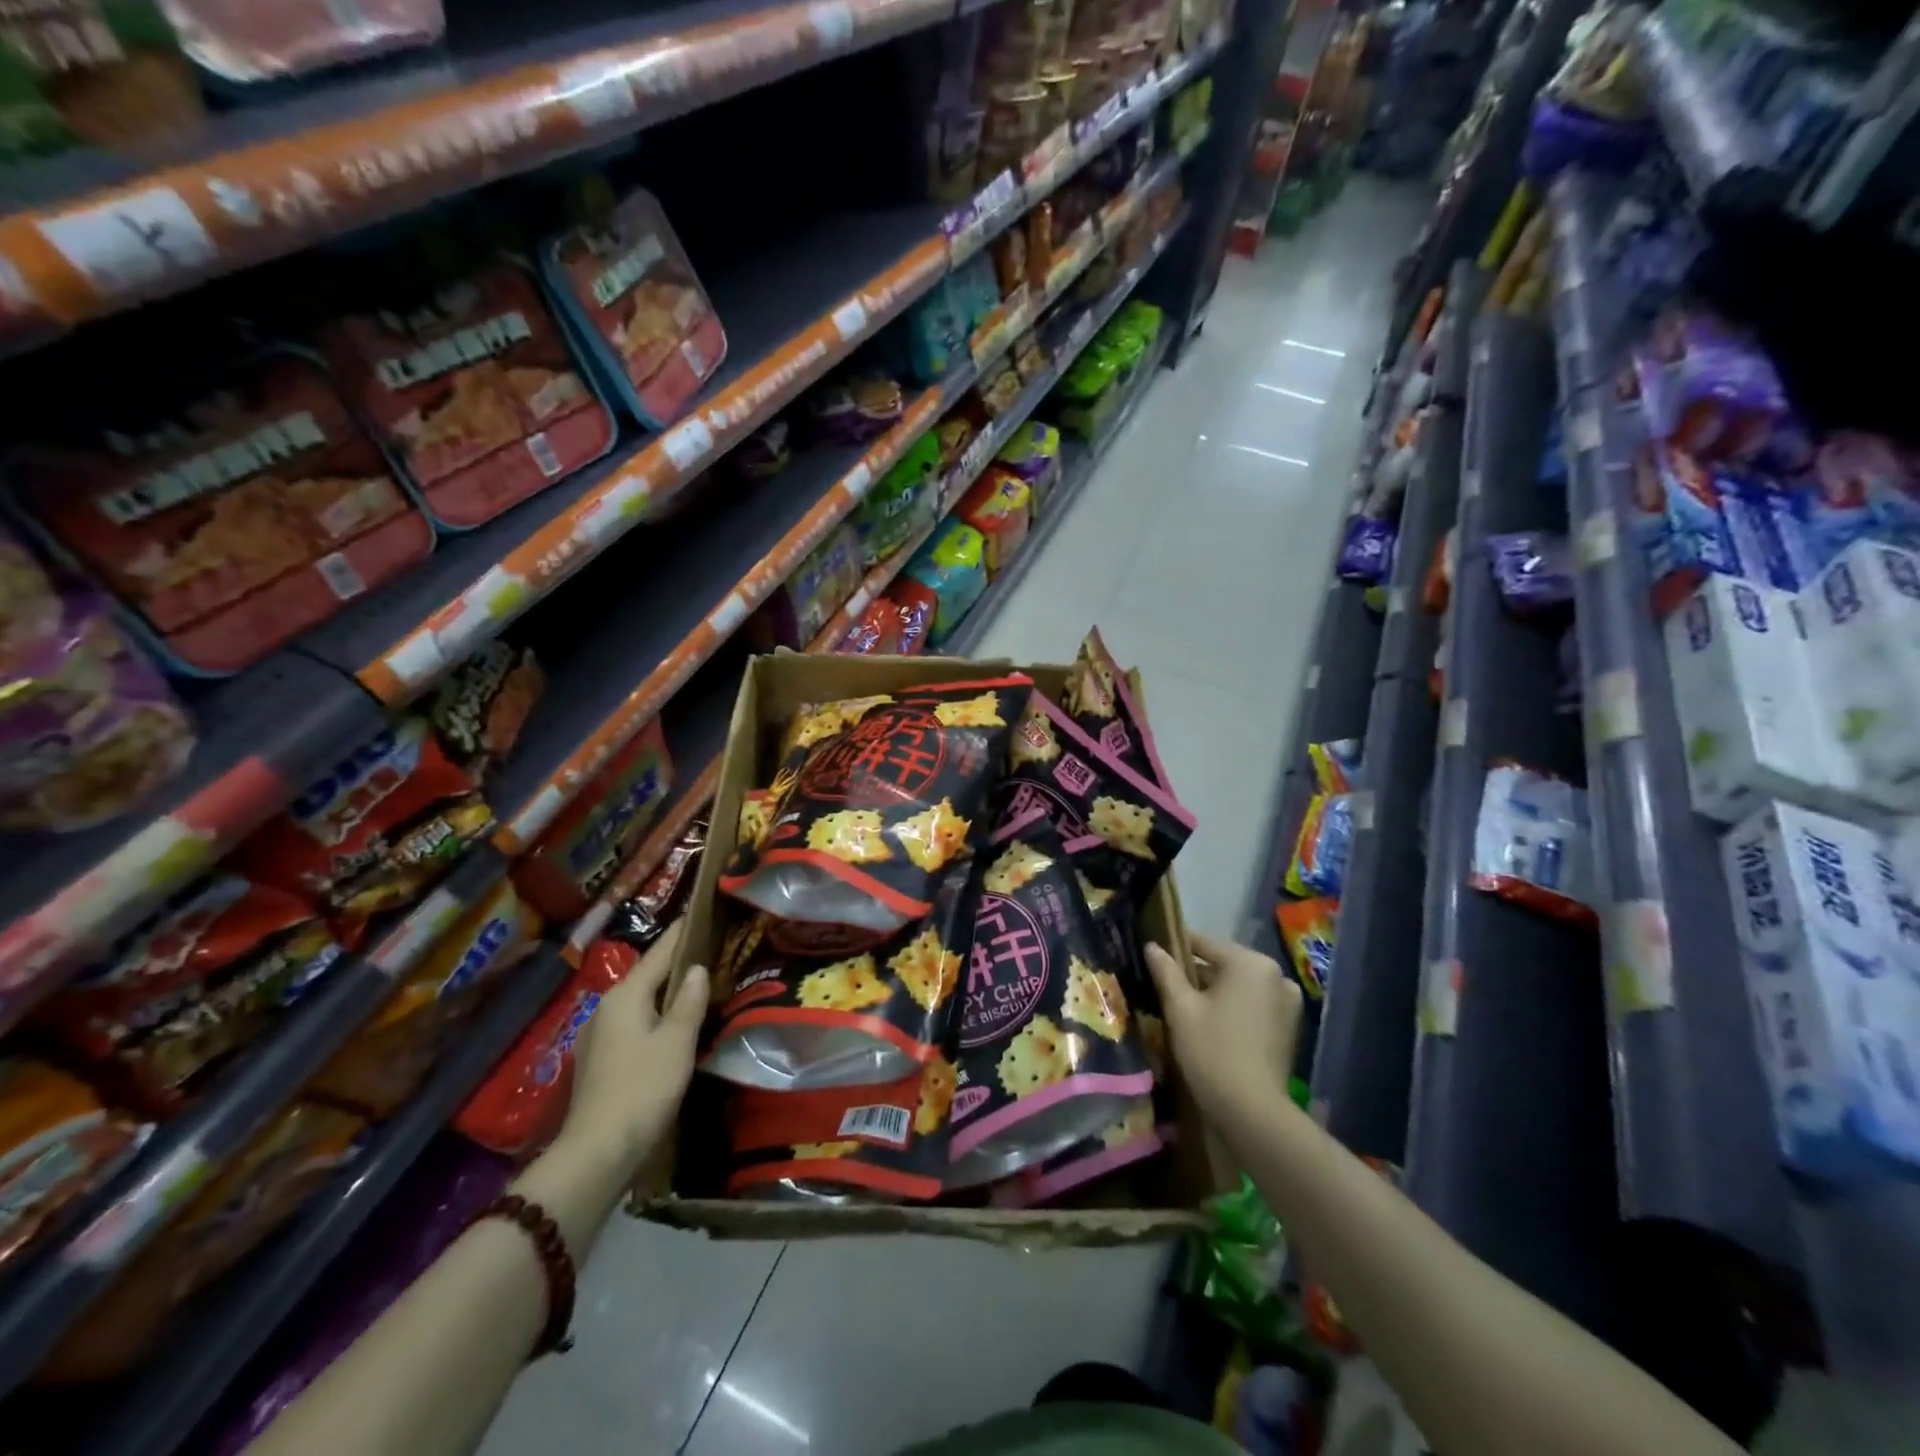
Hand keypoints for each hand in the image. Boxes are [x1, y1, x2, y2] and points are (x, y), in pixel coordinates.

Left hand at [561, 921, 709, 1169]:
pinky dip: (654, 1015)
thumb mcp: (677, 1042)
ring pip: (639, 1001)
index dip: (682, 932)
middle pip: (647, 975)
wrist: (597, 1152)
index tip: (701, 911)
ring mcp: (598, 1035)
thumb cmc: (643, 1088)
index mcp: (625, 995)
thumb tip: (697, 968)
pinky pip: (633, 1023)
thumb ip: (689, 1001)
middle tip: (711, 949)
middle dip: (676, 963)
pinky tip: (672, 1026)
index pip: (660, 952)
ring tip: (697, 985)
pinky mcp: (599, 1060)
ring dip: (665, 992)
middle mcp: (606, 1007)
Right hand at [1145, 932, 1299, 1128]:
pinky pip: (1254, 1005)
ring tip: (1186, 1008)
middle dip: (1196, 974)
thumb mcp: (1180, 1008)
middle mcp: (1275, 974)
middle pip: (1224, 965)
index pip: (1204, 943)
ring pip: (1239, 986)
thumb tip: (1152, 946)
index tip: (1154, 954)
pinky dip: (1234, 1008)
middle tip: (1166, 986)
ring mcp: (1287, 1002)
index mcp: (1250, 962)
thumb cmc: (1212, 1051)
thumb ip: (1166, 971)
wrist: (1253, 1113)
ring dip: (1215, 993)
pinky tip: (1212, 1025)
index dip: (1176, 947)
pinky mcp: (1290, 1027)